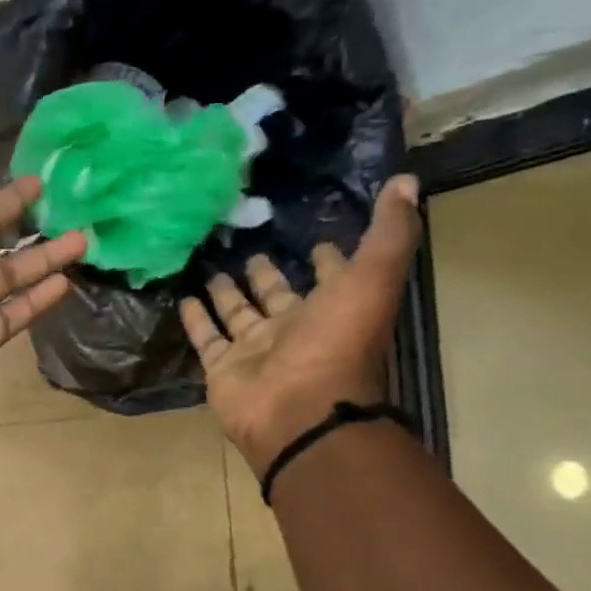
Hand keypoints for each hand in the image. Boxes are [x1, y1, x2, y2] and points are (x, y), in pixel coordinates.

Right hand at [181, 174, 421, 479]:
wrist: (298, 410)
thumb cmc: (337, 344)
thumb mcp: (372, 279)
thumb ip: (389, 233)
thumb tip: (406, 180)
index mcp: (332, 310)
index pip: (331, 278)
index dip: (328, 259)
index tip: (318, 238)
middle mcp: (293, 329)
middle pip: (276, 295)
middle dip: (267, 274)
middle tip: (252, 250)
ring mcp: (255, 350)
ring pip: (238, 314)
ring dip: (227, 292)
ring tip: (212, 267)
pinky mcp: (222, 367)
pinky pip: (206, 338)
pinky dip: (195, 320)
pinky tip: (184, 296)